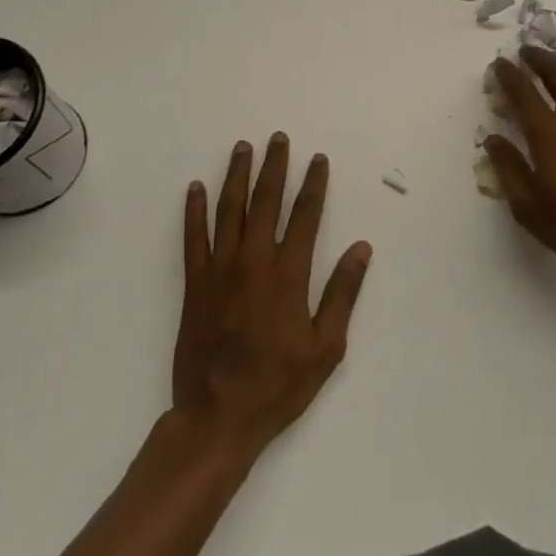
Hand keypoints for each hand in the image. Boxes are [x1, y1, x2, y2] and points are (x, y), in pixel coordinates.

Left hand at [173, 135, 371, 460]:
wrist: (218, 417)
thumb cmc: (278, 384)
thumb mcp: (326, 346)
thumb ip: (343, 293)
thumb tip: (361, 248)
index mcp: (289, 273)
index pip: (306, 215)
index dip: (313, 183)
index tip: (317, 159)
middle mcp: (254, 261)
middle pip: (266, 201)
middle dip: (274, 166)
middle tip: (278, 138)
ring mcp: (220, 269)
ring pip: (229, 210)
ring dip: (237, 176)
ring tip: (243, 148)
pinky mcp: (195, 284)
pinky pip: (193, 237)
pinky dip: (193, 210)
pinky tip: (194, 188)